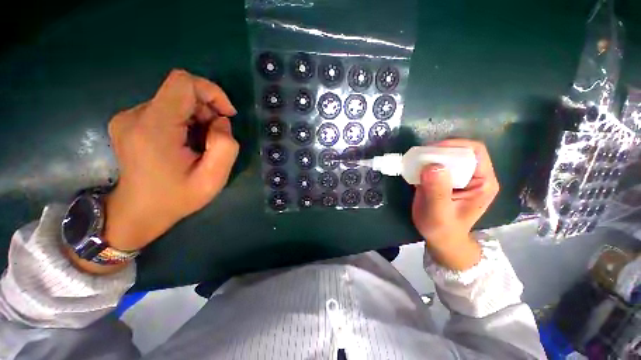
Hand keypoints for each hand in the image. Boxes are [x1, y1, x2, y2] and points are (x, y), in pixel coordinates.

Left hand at [104, 70, 238, 251]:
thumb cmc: (176, 198)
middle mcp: (135, 116)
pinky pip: (166, 108)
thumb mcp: (213, 179)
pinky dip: (184, 120)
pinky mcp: (129, 121)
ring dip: (197, 117)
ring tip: (200, 143)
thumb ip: (225, 146)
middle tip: (214, 138)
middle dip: (207, 110)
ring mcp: (128, 117)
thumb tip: (220, 121)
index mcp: (154, 129)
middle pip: (181, 92)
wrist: (138, 212)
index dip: (212, 91)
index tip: (227, 114)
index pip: (183, 83)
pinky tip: (185, 142)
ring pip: (175, 100)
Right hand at [411, 139, 498, 269]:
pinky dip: (423, 164)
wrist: (439, 239)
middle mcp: (473, 176)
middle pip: (459, 152)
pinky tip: (412, 169)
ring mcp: (458, 177)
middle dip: (438, 151)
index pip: (475, 152)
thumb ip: (437, 191)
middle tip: (418, 158)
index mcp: (482, 182)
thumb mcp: (439, 213)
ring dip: (428, 156)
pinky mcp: (444, 179)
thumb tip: (432, 165)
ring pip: (445, 156)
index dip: (454, 146)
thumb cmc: (442, 229)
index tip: (430, 152)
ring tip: (413, 162)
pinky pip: (435, 164)